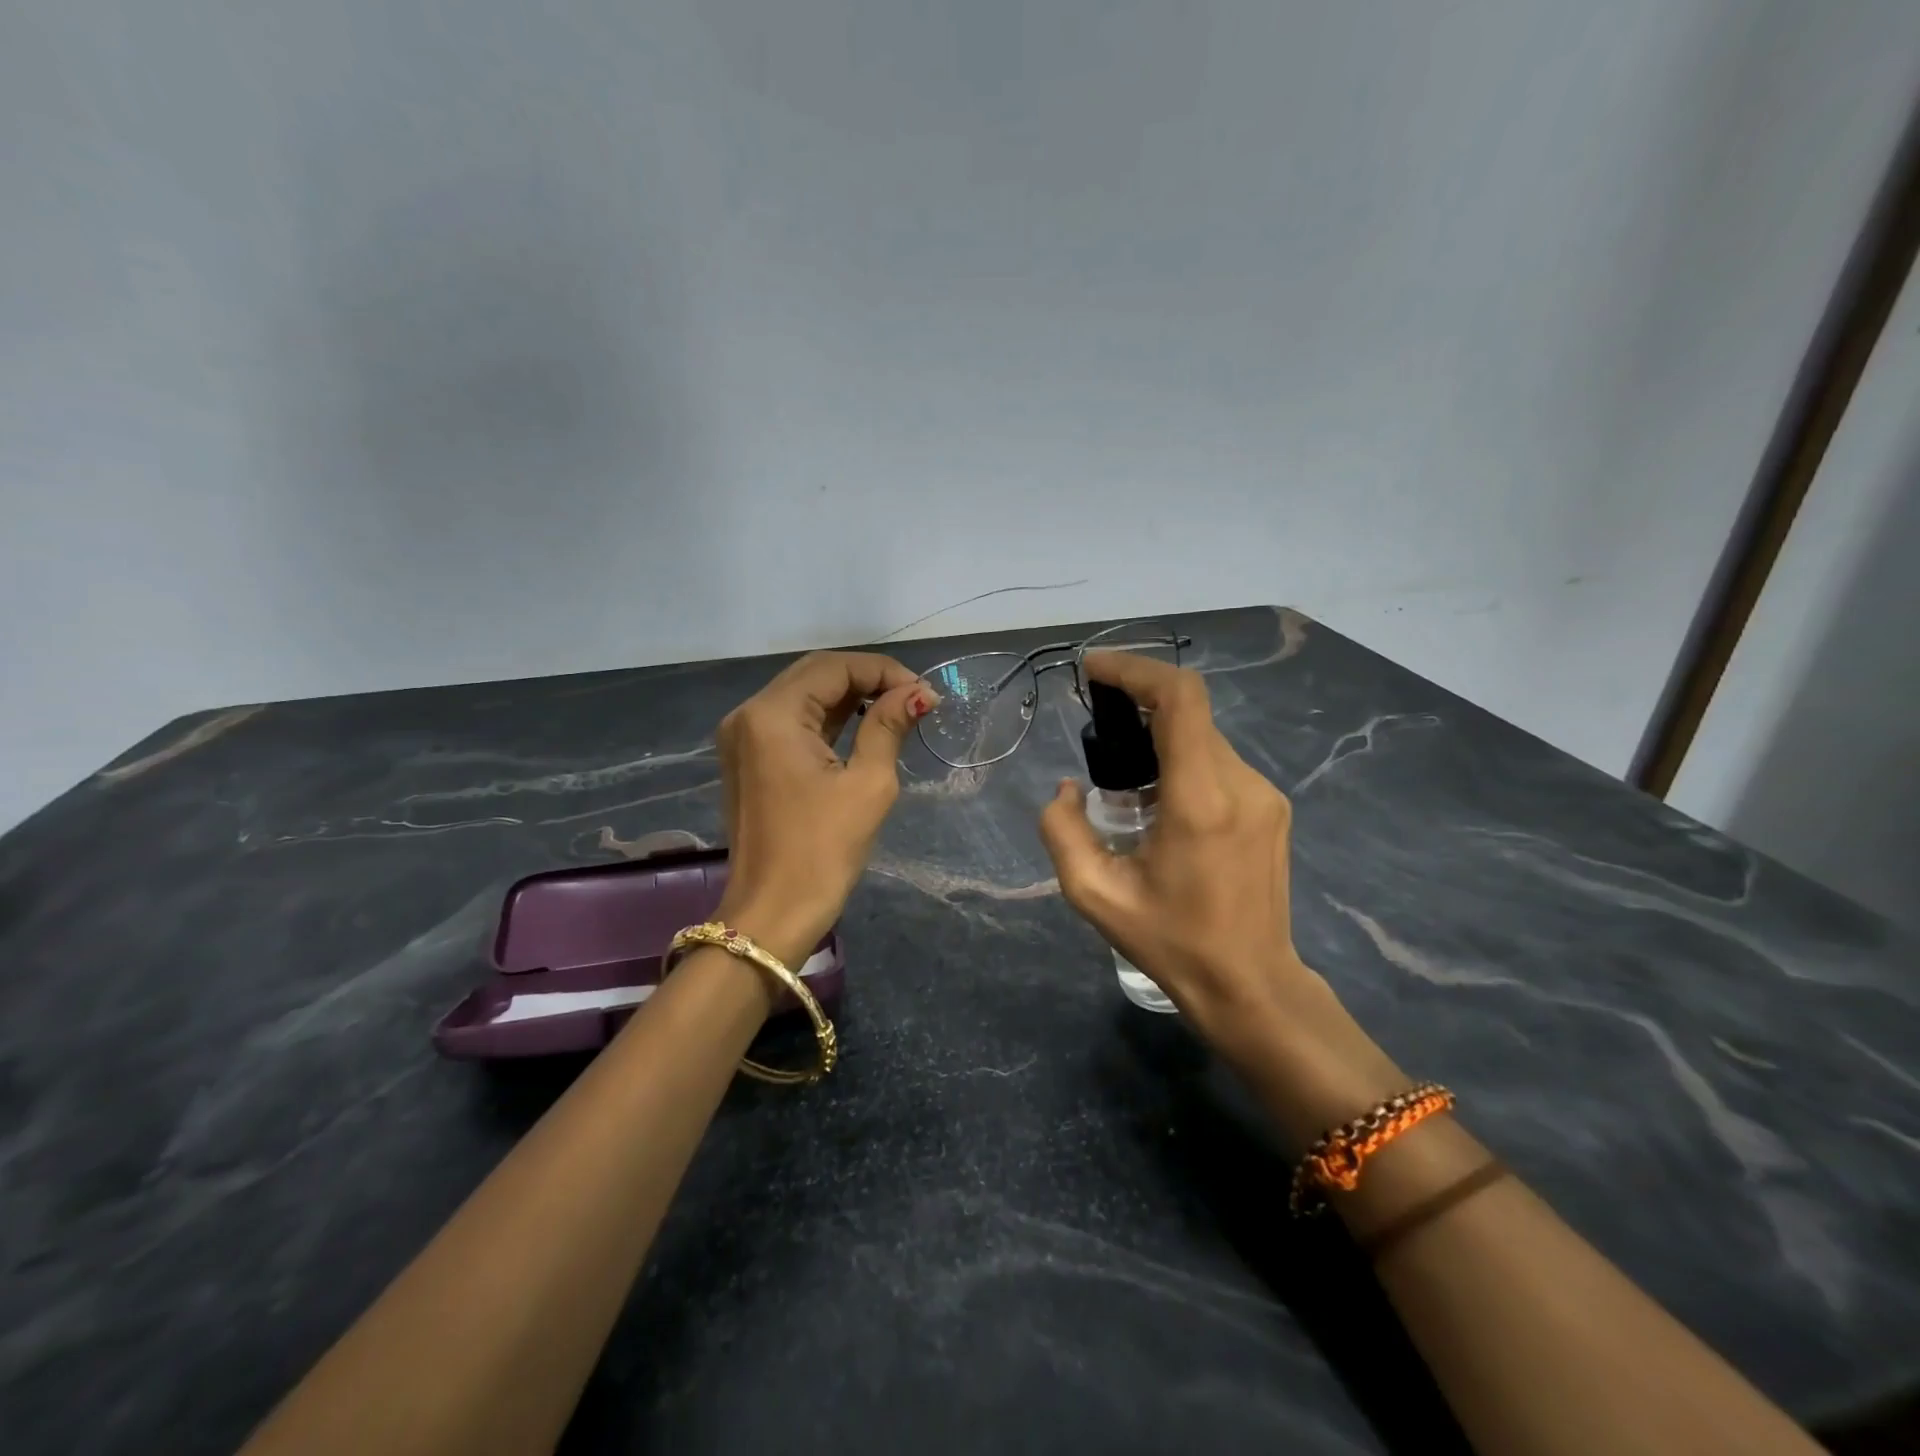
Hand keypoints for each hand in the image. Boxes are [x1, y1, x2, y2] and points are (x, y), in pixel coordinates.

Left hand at [714, 651, 936, 968]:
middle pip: (815, 674)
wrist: (772, 915)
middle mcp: (748, 714)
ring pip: (803, 696)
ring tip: (897, 710)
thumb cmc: (822, 851)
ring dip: (849, 697)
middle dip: (867, 679)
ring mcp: (743, 737)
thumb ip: (888, 726)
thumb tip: (918, 693)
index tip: (924, 693)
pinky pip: (792, 723)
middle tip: (913, 699)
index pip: (834, 667)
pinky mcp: (748, 759)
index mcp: (772, 714)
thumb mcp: (867, 784)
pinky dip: (828, 719)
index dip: (883, 671)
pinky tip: (863, 726)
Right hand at [1037, 651, 1337, 1049]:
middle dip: (1138, 705)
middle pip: (1189, 713)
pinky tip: (1160, 804)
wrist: (1251, 984)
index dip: (1135, 670)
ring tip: (1125, 783)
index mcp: (1199, 800)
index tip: (1094, 670)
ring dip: (1160, 739)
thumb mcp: (1094, 895)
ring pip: (1203, 738)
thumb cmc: (1171, 942)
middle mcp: (1241, 784)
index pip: (1179, 700)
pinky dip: (1182, 761)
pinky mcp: (1272, 807)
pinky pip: (1219, 762)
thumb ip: (1062, 832)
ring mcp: (1264, 794)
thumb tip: (1066, 790)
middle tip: (1097, 731)